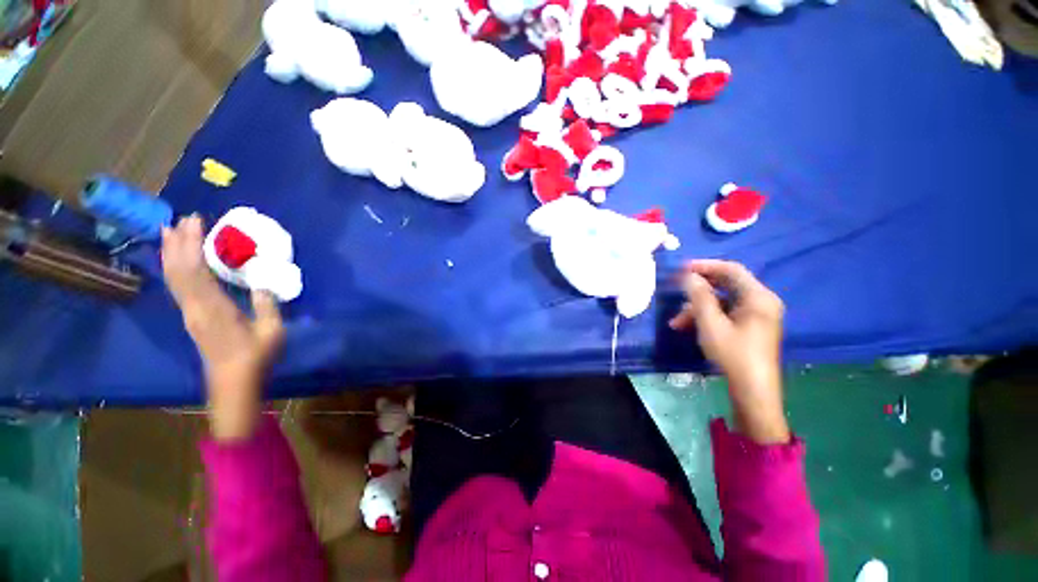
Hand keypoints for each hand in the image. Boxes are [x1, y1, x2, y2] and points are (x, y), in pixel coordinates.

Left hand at [162, 216, 284, 440]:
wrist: (233, 382)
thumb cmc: (256, 356)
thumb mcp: (271, 331)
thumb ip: (266, 305)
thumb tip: (262, 283)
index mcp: (214, 307)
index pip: (196, 270)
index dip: (192, 244)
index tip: (196, 222)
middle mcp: (195, 307)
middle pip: (179, 270)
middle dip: (179, 243)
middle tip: (181, 219)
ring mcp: (190, 313)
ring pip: (174, 278)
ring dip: (171, 254)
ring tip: (170, 232)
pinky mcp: (192, 318)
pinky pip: (178, 287)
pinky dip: (174, 269)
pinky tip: (177, 261)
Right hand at [669, 260, 788, 444]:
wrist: (752, 391)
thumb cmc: (733, 355)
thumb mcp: (711, 323)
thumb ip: (699, 296)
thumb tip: (689, 276)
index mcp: (758, 297)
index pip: (731, 270)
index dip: (705, 266)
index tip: (682, 268)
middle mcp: (761, 302)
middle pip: (726, 284)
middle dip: (698, 289)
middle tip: (676, 289)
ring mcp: (756, 315)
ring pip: (722, 301)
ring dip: (698, 307)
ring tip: (676, 322)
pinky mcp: (750, 327)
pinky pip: (725, 313)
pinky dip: (706, 317)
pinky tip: (687, 327)